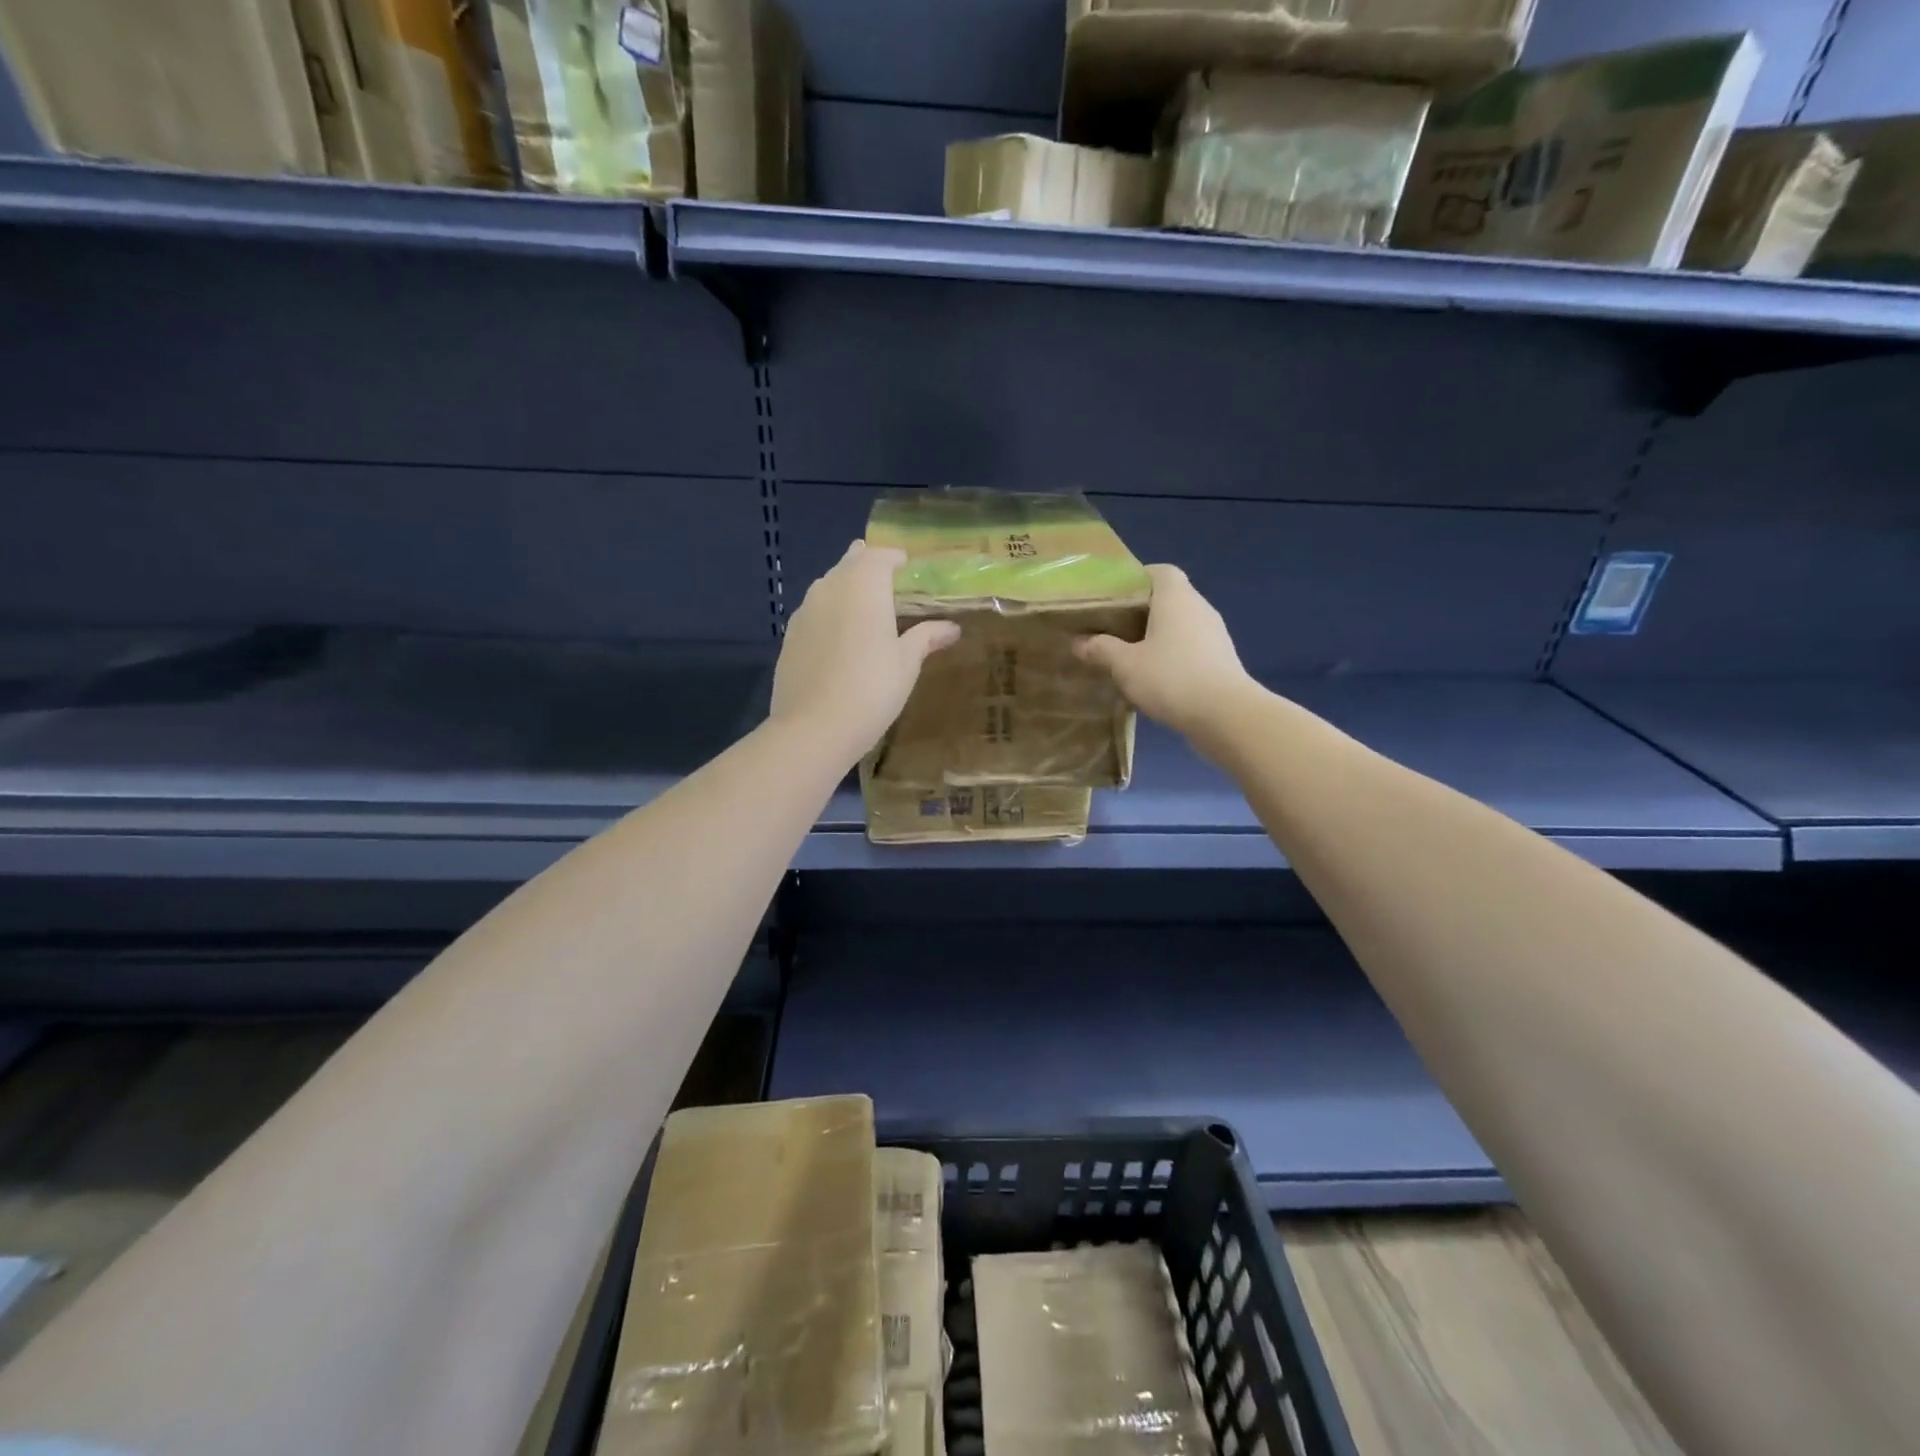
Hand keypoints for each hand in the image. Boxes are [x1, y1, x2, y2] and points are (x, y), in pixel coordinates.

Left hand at [770, 541, 959, 768]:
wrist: (813, 727)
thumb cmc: (871, 689)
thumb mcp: (906, 664)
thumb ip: (926, 638)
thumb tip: (951, 627)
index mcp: (864, 586)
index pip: (879, 556)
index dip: (893, 558)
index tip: (906, 565)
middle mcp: (830, 588)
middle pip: (849, 564)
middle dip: (867, 566)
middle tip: (885, 579)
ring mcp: (804, 611)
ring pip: (827, 586)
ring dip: (845, 588)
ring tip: (863, 605)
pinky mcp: (789, 637)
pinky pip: (813, 612)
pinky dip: (829, 613)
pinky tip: (838, 636)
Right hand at [1075, 565, 1252, 739]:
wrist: (1226, 715)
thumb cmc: (1171, 678)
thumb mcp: (1125, 665)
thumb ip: (1101, 649)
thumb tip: (1079, 642)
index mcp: (1176, 598)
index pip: (1160, 571)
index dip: (1137, 579)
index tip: (1114, 597)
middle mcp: (1199, 608)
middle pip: (1169, 599)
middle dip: (1141, 612)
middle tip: (1113, 629)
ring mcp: (1215, 635)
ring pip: (1180, 626)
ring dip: (1158, 637)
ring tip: (1130, 656)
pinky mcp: (1221, 660)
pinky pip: (1191, 648)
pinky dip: (1173, 656)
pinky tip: (1155, 679)